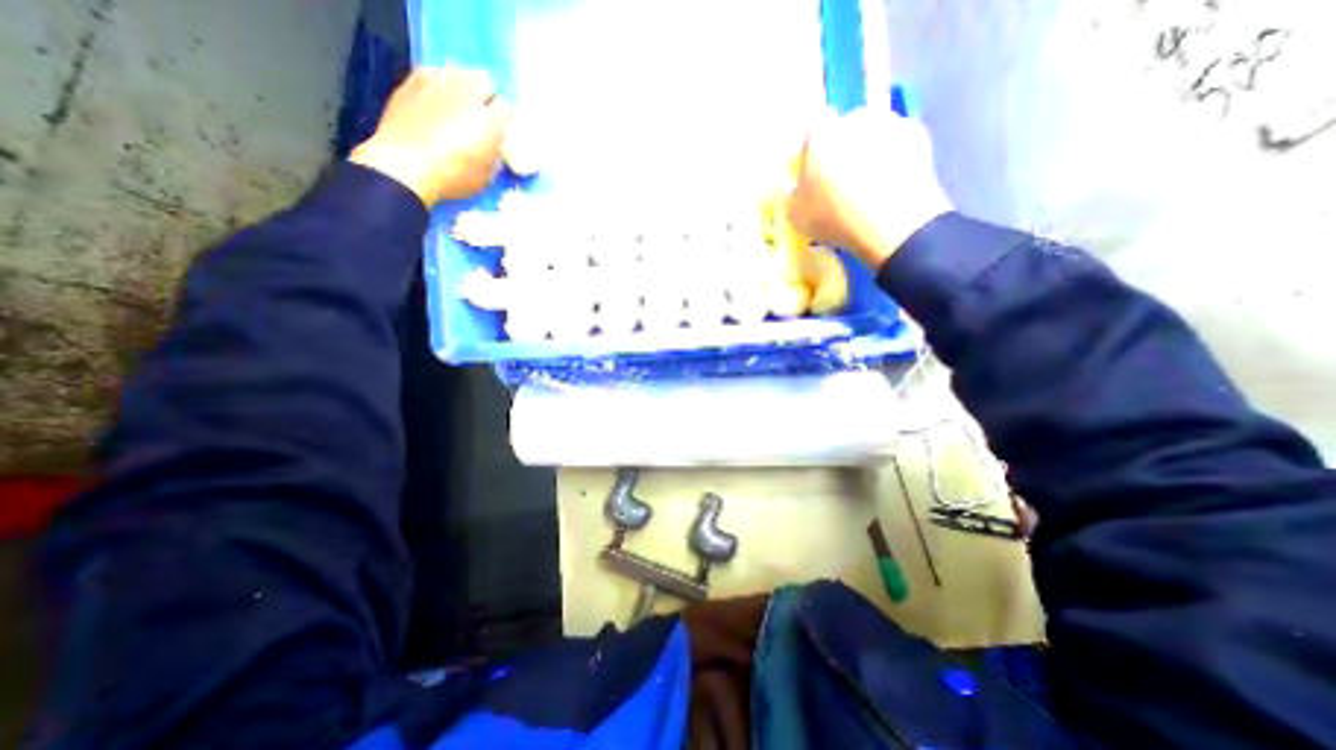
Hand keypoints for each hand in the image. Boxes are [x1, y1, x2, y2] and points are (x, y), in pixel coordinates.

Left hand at [346, 68, 509, 203]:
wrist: (404, 168)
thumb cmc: (451, 178)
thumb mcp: (486, 177)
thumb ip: (493, 156)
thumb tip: (493, 148)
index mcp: (490, 121)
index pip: (507, 110)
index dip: (505, 121)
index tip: (501, 132)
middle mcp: (467, 94)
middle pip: (484, 81)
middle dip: (486, 96)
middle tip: (482, 115)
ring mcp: (437, 84)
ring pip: (458, 73)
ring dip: (463, 86)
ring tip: (460, 105)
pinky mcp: (412, 82)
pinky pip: (432, 74)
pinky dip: (439, 84)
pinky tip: (437, 98)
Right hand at [786, 108, 955, 264]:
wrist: (893, 223)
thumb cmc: (834, 217)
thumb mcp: (796, 216)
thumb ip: (792, 194)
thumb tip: (795, 187)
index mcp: (820, 134)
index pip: (812, 130)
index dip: (813, 150)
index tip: (814, 173)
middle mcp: (855, 117)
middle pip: (845, 130)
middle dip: (843, 149)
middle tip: (841, 182)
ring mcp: (890, 123)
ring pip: (873, 136)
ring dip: (870, 153)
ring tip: (869, 187)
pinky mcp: (919, 137)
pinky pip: (898, 146)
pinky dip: (894, 160)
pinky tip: (890, 186)